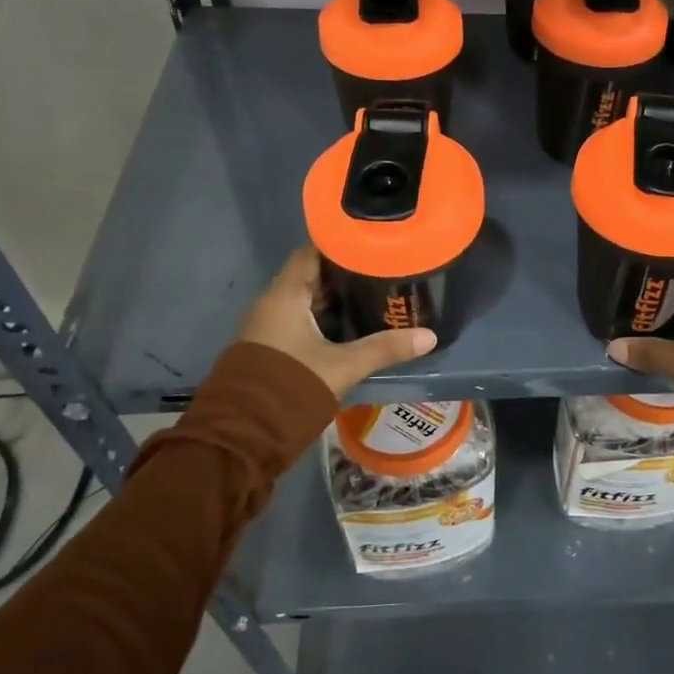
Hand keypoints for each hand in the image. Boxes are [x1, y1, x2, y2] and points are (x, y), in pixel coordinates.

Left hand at [237, 245, 436, 397]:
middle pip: (310, 274)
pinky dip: (322, 316)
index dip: (339, 243)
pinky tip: (349, 324)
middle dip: (343, 271)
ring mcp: (267, 325)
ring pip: (304, 299)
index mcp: (285, 295)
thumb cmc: (292, 386)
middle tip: (381, 267)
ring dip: (334, 296)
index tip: (369, 240)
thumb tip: (429, 336)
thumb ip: (385, 348)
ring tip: (372, 292)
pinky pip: (298, 319)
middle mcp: (271, 302)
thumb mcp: (344, 366)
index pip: (311, 251)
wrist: (244, 434)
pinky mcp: (268, 346)